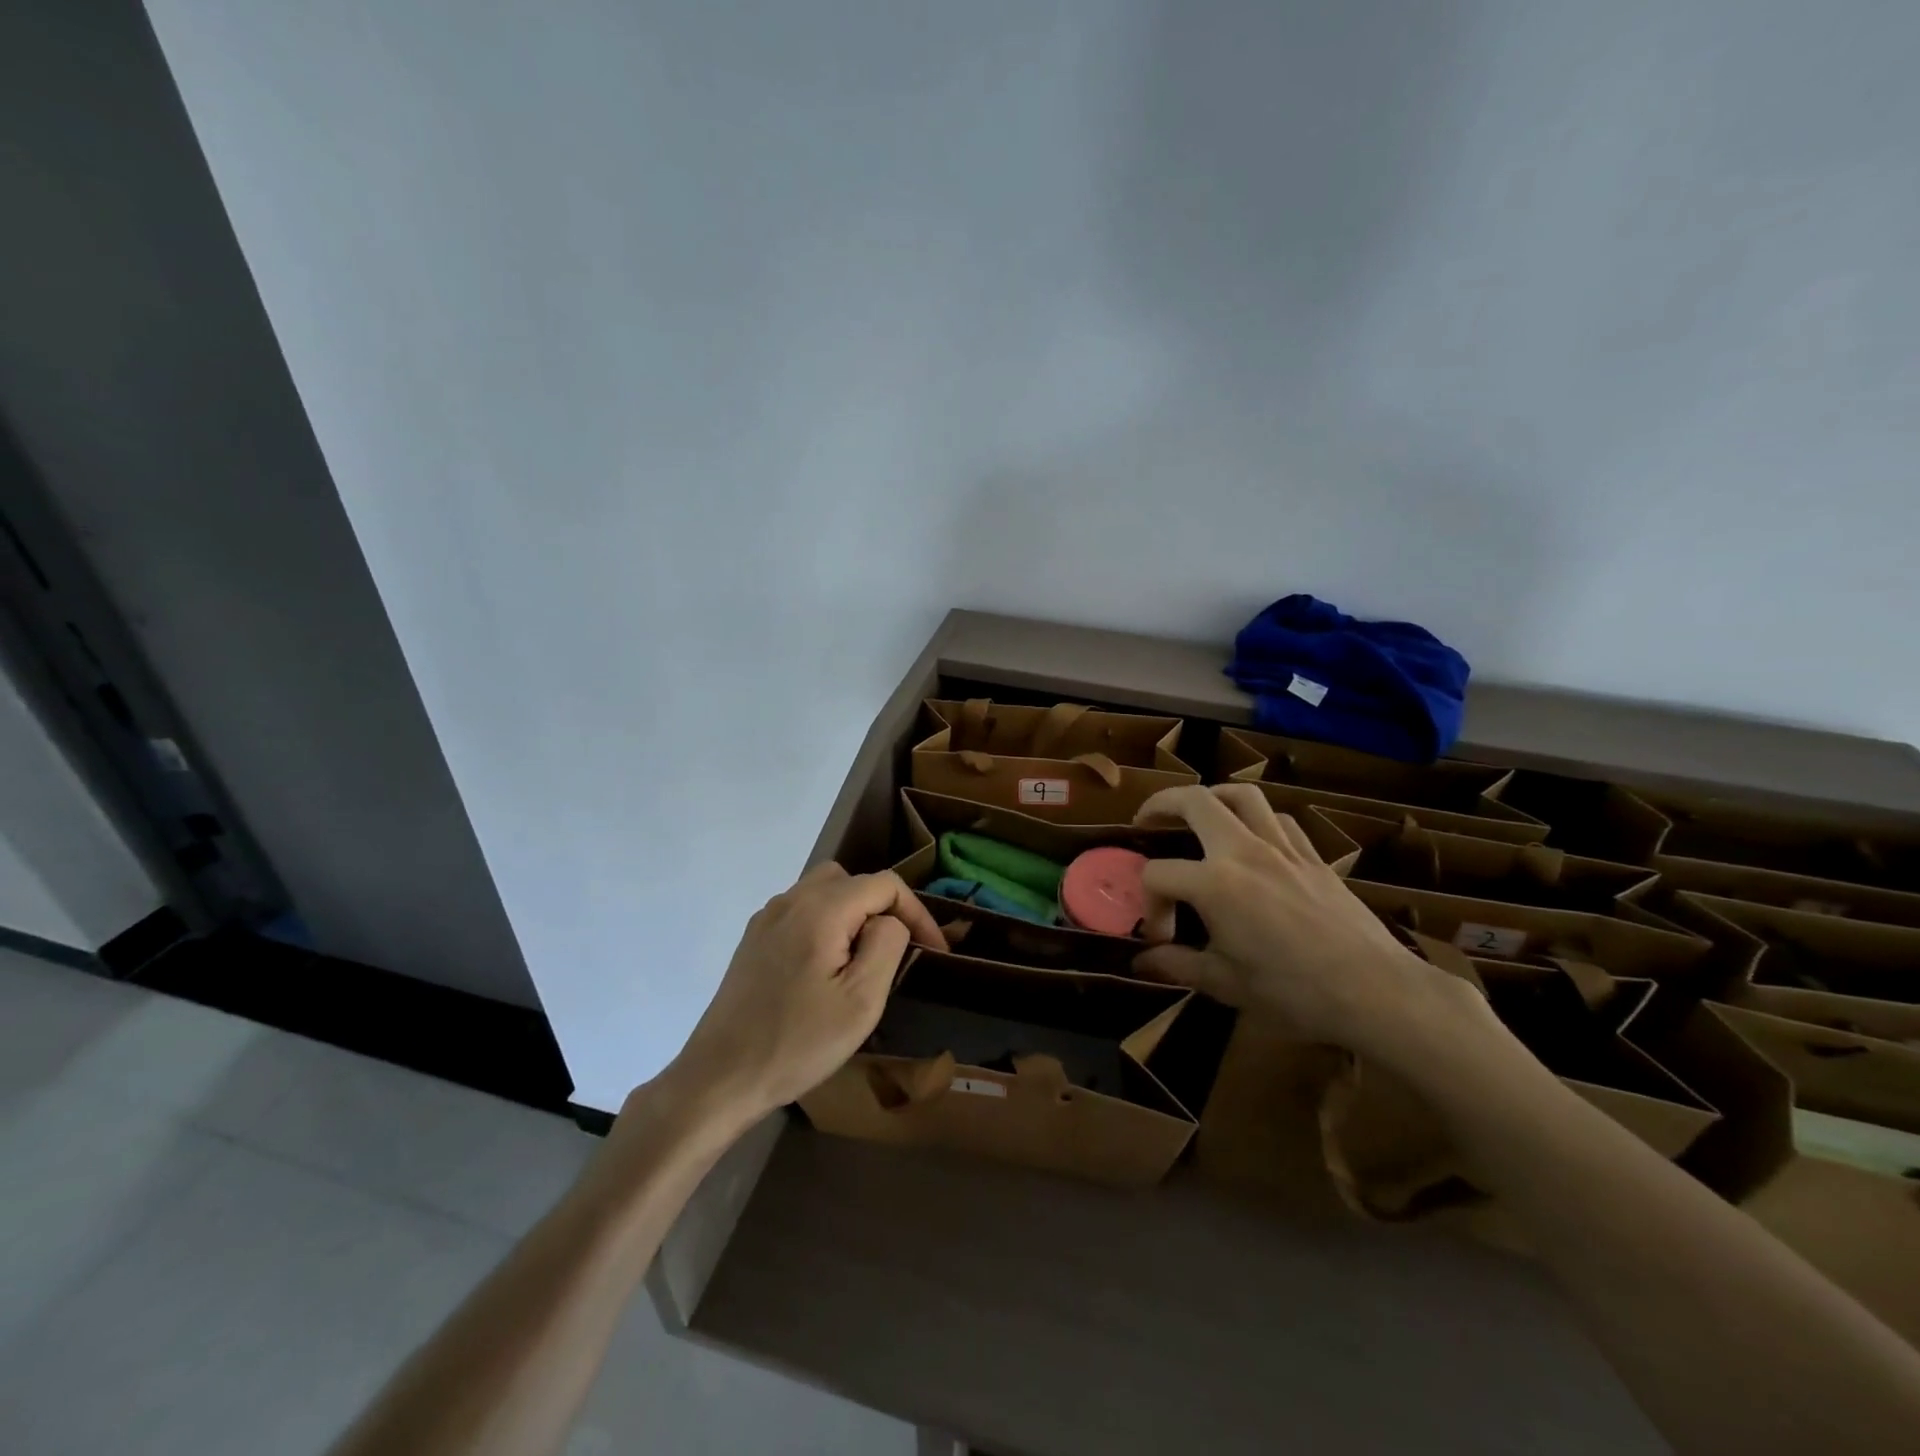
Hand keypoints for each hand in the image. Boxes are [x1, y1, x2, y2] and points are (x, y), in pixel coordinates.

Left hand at [660, 863, 945, 1126]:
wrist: (720, 1078)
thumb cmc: (798, 1042)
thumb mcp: (861, 1001)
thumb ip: (886, 944)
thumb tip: (890, 920)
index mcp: (821, 910)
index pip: (885, 884)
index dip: (917, 912)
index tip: (934, 951)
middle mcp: (791, 900)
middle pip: (853, 880)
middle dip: (883, 909)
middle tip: (895, 953)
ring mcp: (767, 918)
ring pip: (824, 892)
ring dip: (853, 915)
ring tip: (862, 961)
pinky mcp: (753, 940)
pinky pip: (801, 912)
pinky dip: (825, 925)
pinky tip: (824, 969)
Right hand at [1131, 784, 1494, 1064]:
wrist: (1376, 992)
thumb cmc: (1294, 992)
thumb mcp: (1226, 985)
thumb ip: (1177, 965)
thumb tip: (1140, 962)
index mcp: (1214, 883)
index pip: (1159, 875)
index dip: (1149, 904)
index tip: (1160, 938)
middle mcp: (1244, 852)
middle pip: (1195, 801)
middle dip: (1162, 803)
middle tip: (1147, 820)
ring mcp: (1283, 848)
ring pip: (1243, 795)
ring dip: (1212, 797)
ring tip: (1199, 814)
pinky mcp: (1314, 856)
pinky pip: (1280, 820)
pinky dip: (1258, 819)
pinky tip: (1254, 840)